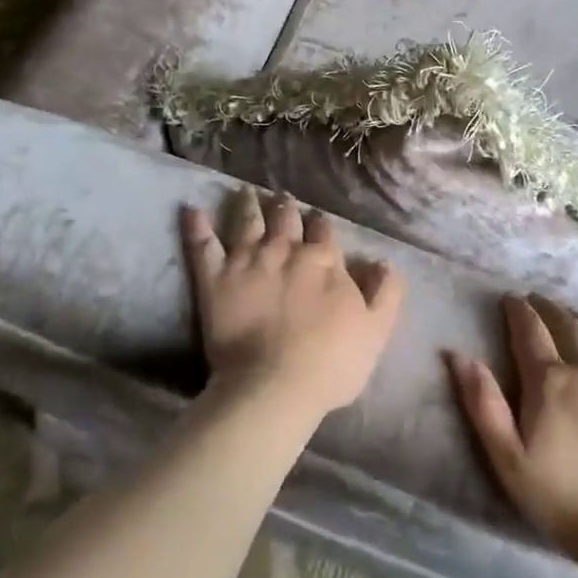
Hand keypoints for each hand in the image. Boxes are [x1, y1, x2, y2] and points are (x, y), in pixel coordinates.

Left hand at [182, 189, 404, 423]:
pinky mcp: (215, 278)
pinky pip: (202, 244)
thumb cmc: (331, 363)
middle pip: (286, 219)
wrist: (275, 386)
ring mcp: (247, 261)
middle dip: (285, 207)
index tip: (317, 220)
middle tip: (282, 197)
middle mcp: (286, 251)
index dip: (321, 224)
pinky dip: (196, 226)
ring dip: (248, 204)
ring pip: (248, 222)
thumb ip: (387, 292)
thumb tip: (383, 261)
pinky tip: (191, 209)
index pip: (324, 231)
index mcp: (324, 261)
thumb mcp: (377, 330)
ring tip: (246, 192)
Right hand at [448, 295, 577, 555]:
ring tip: (569, 315)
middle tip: (536, 300)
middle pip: (566, 324)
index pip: (530, 330)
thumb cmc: (561, 496)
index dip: (518, 310)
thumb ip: (482, 403)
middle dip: (548, 308)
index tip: (510, 298)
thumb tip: (459, 355)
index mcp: (550, 381)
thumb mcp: (506, 457)